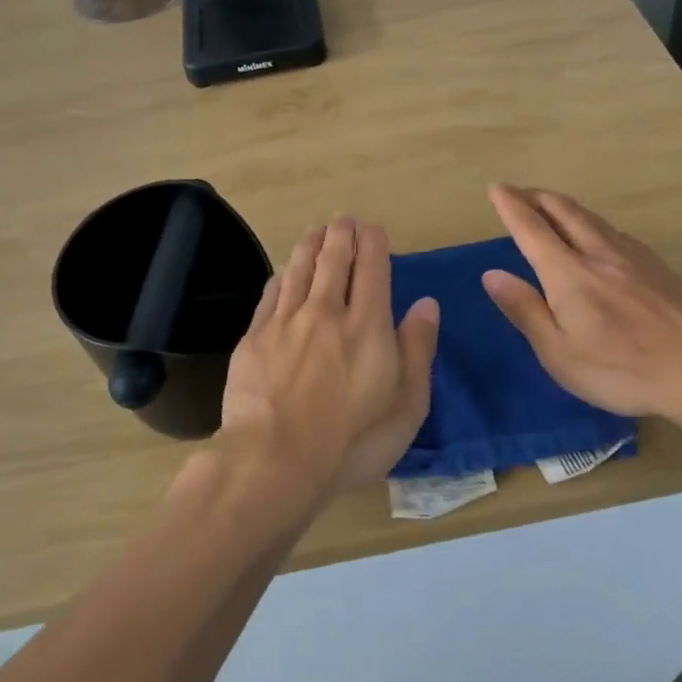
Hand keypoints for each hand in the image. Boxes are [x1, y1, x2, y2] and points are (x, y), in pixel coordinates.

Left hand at [220, 217, 439, 503]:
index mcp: (367, 324)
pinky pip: (271, 294)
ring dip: (310, 245)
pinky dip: (282, 276)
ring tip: (316, 231)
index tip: (373, 230)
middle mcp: (326, 311)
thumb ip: (418, 350)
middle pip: (334, 259)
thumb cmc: (352, 441)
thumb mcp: (407, 405)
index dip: (373, 243)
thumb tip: (426, 304)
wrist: (274, 460)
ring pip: (299, 269)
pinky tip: (284, 272)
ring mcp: (285, 322)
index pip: (372, 268)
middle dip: (341, 234)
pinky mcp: (255, 338)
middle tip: (344, 221)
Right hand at [482, 184, 681, 435]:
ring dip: (564, 206)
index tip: (496, 187)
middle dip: (537, 197)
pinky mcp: (657, 266)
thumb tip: (492, 275)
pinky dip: (591, 222)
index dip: (510, 206)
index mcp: (569, 274)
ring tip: (550, 206)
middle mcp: (599, 254)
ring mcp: (633, 257)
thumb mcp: (560, 354)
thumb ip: (525, 310)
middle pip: (564, 211)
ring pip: (591, 217)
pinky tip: (596, 235)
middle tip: (518, 193)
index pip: (531, 229)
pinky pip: (614, 231)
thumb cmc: (622, 370)